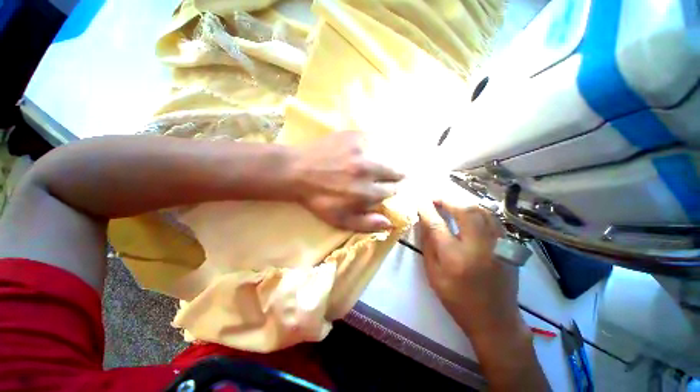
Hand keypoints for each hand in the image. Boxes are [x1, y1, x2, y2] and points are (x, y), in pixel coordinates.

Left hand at [291, 131, 404, 232]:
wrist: (297, 171)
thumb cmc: (318, 199)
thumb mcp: (340, 219)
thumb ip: (366, 224)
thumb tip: (390, 223)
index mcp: (366, 192)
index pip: (391, 191)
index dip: (388, 191)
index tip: (382, 189)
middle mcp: (368, 170)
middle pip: (395, 172)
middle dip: (392, 176)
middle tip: (383, 176)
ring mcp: (362, 150)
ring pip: (389, 156)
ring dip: (387, 162)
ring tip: (378, 164)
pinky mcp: (356, 136)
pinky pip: (376, 141)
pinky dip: (376, 147)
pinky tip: (367, 152)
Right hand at [418, 201, 523, 337]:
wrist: (495, 319)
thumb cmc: (457, 299)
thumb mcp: (434, 275)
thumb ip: (428, 245)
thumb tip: (423, 222)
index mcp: (455, 257)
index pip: (437, 224)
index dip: (427, 209)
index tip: (420, 201)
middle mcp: (479, 247)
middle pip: (465, 210)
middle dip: (447, 199)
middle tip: (435, 197)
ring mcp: (498, 245)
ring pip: (482, 210)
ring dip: (463, 201)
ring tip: (449, 201)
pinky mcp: (508, 246)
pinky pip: (492, 218)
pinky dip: (478, 209)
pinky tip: (468, 211)